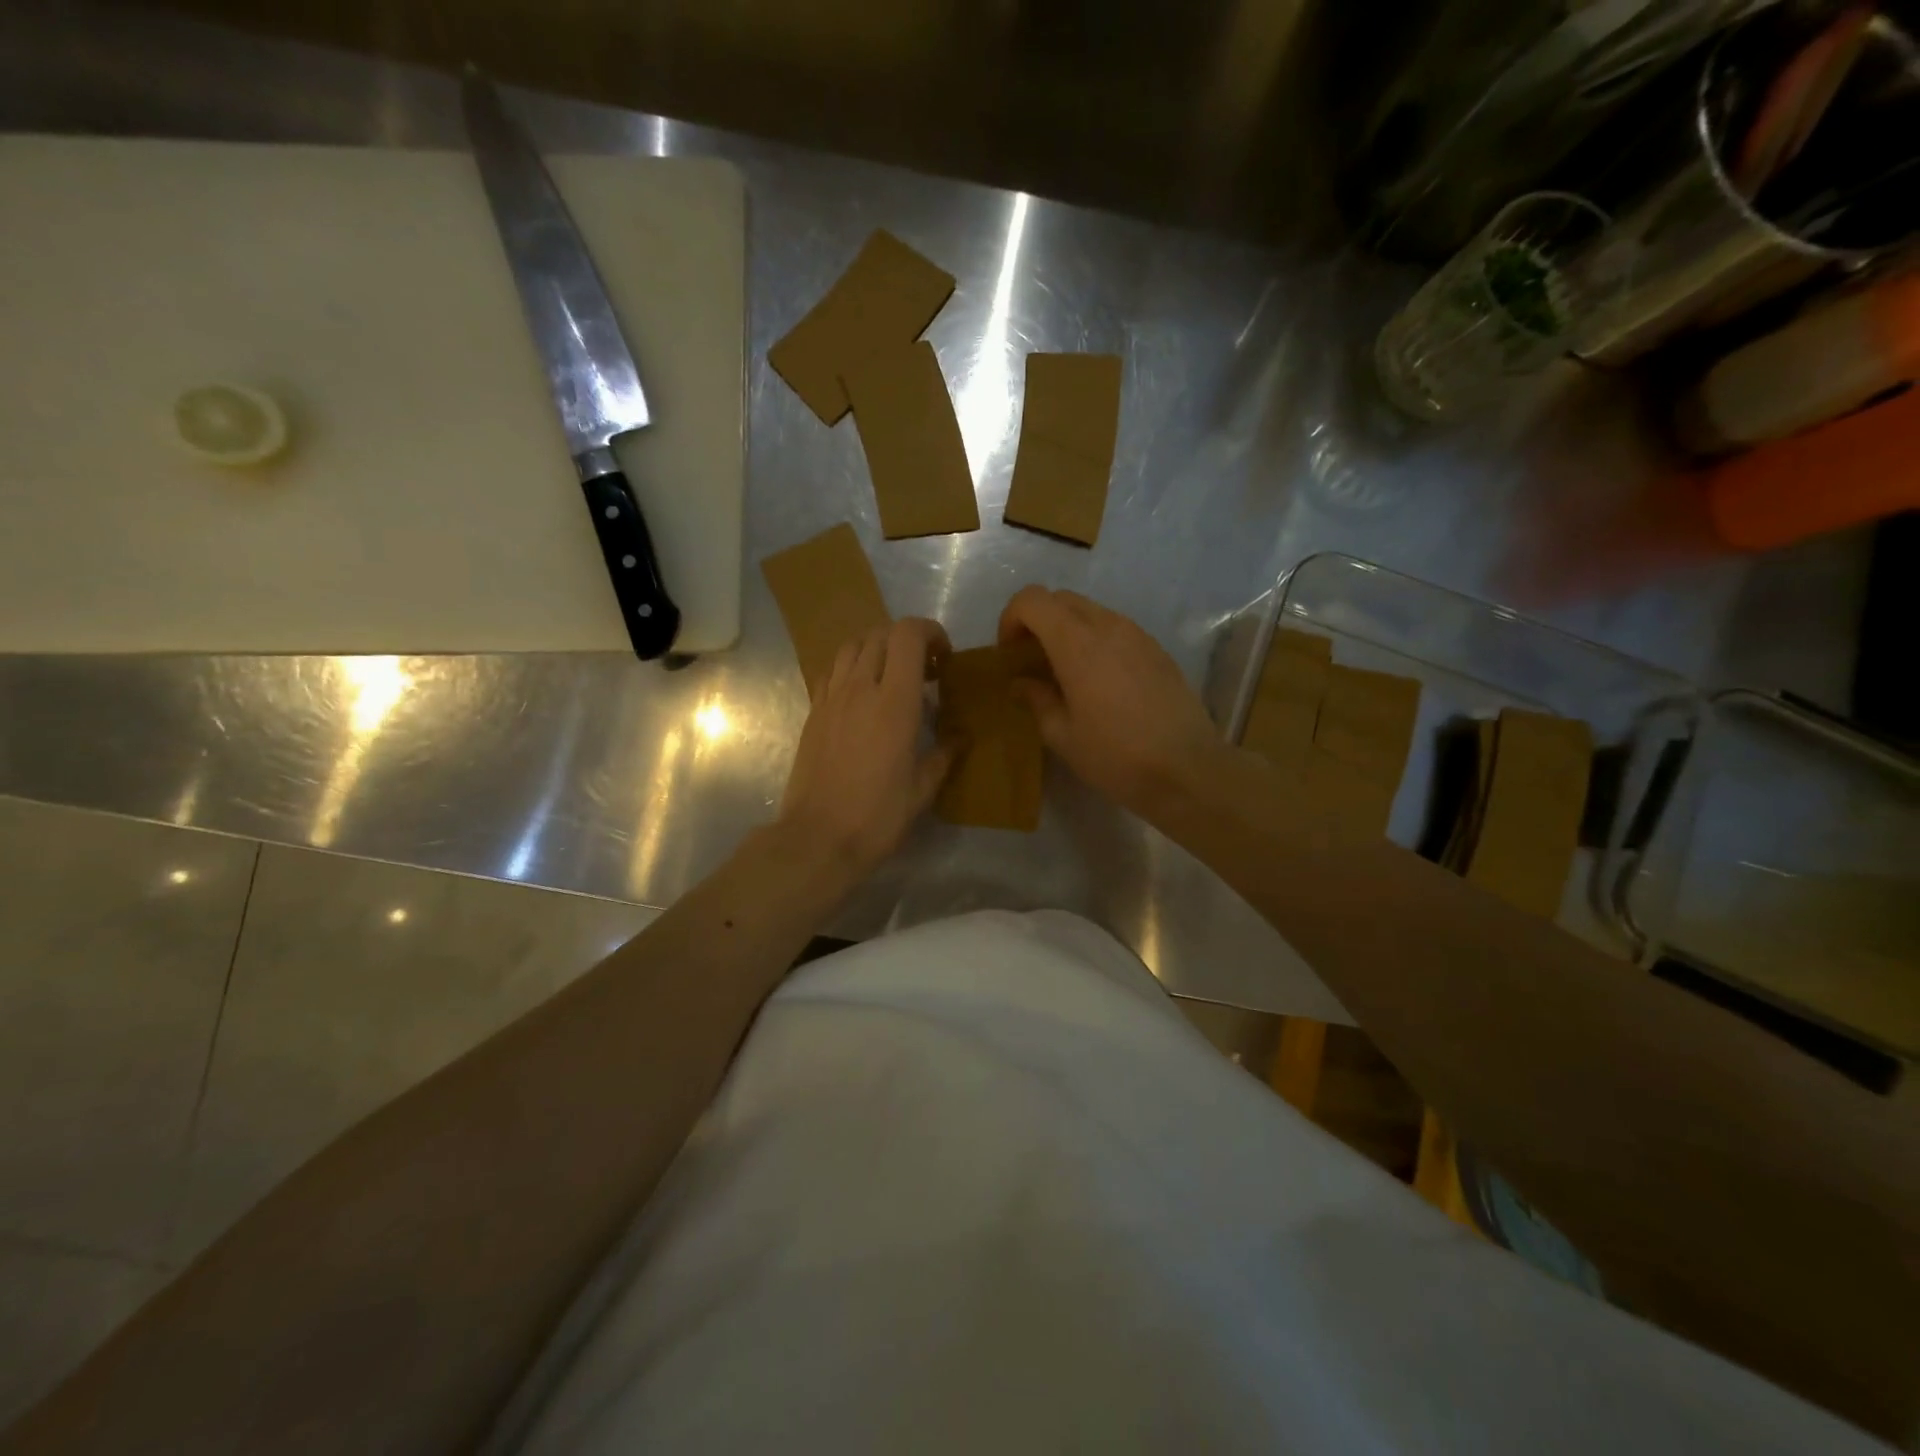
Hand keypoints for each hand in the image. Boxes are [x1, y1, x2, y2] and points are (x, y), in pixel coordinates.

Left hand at [778, 617, 955, 879]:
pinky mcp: (813, 712)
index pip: (908, 635)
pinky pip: (832, 671)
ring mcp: (831, 698)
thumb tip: (958, 737)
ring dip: (876, 648)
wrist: (818, 838)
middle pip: (880, 634)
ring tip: (891, 676)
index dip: (930, 632)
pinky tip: (862, 696)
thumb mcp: (923, 789)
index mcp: (894, 702)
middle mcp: (859, 688)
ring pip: (852, 646)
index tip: (943, 658)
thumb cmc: (877, 816)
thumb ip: (944, 755)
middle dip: (907, 640)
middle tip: (924, 670)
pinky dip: (851, 668)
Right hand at [997, 586, 1221, 819]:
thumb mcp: (1062, 735)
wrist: (1187, 770)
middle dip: (1037, 622)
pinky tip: (1099, 683)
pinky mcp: (1157, 649)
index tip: (1010, 654)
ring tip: (1065, 674)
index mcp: (1076, 643)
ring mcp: (1137, 634)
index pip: (1032, 599)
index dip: (1011, 619)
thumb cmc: (1115, 756)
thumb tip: (1021, 683)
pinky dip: (1095, 642)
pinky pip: (1116, 629)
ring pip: (1090, 611)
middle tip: (1032, 662)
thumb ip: (1036, 699)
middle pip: (1061, 599)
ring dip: (1068, 631)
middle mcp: (1108, 626)